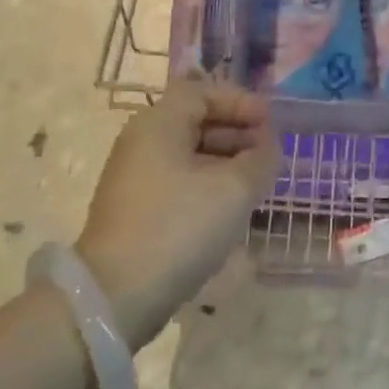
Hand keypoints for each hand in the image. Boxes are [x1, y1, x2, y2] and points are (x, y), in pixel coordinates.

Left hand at [76, 78, 280, 350]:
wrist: (118, 296)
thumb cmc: (179, 226)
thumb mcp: (235, 188)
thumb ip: (261, 159)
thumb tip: (267, 147)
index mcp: (159, 124)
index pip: (202, 92)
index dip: (240, 101)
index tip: (270, 122)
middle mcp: (142, 142)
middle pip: (194, 120)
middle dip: (236, 132)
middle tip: (269, 152)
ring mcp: (134, 178)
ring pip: (188, 153)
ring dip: (225, 160)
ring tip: (256, 181)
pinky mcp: (135, 210)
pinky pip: (178, 180)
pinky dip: (208, 183)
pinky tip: (230, 206)